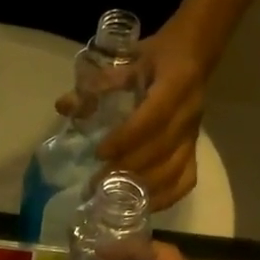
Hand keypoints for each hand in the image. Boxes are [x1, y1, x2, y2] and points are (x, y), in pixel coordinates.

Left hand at [93, 29, 209, 211]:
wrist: (196, 54)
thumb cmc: (158, 57)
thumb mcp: (129, 59)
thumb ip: (99, 84)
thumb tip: (64, 106)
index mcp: (176, 85)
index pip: (153, 118)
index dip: (127, 138)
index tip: (100, 153)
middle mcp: (189, 114)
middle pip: (161, 151)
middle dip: (127, 170)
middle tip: (96, 184)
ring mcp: (193, 135)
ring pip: (174, 170)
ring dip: (143, 187)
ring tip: (113, 196)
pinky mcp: (194, 150)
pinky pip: (185, 180)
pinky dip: (166, 197)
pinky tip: (144, 205)